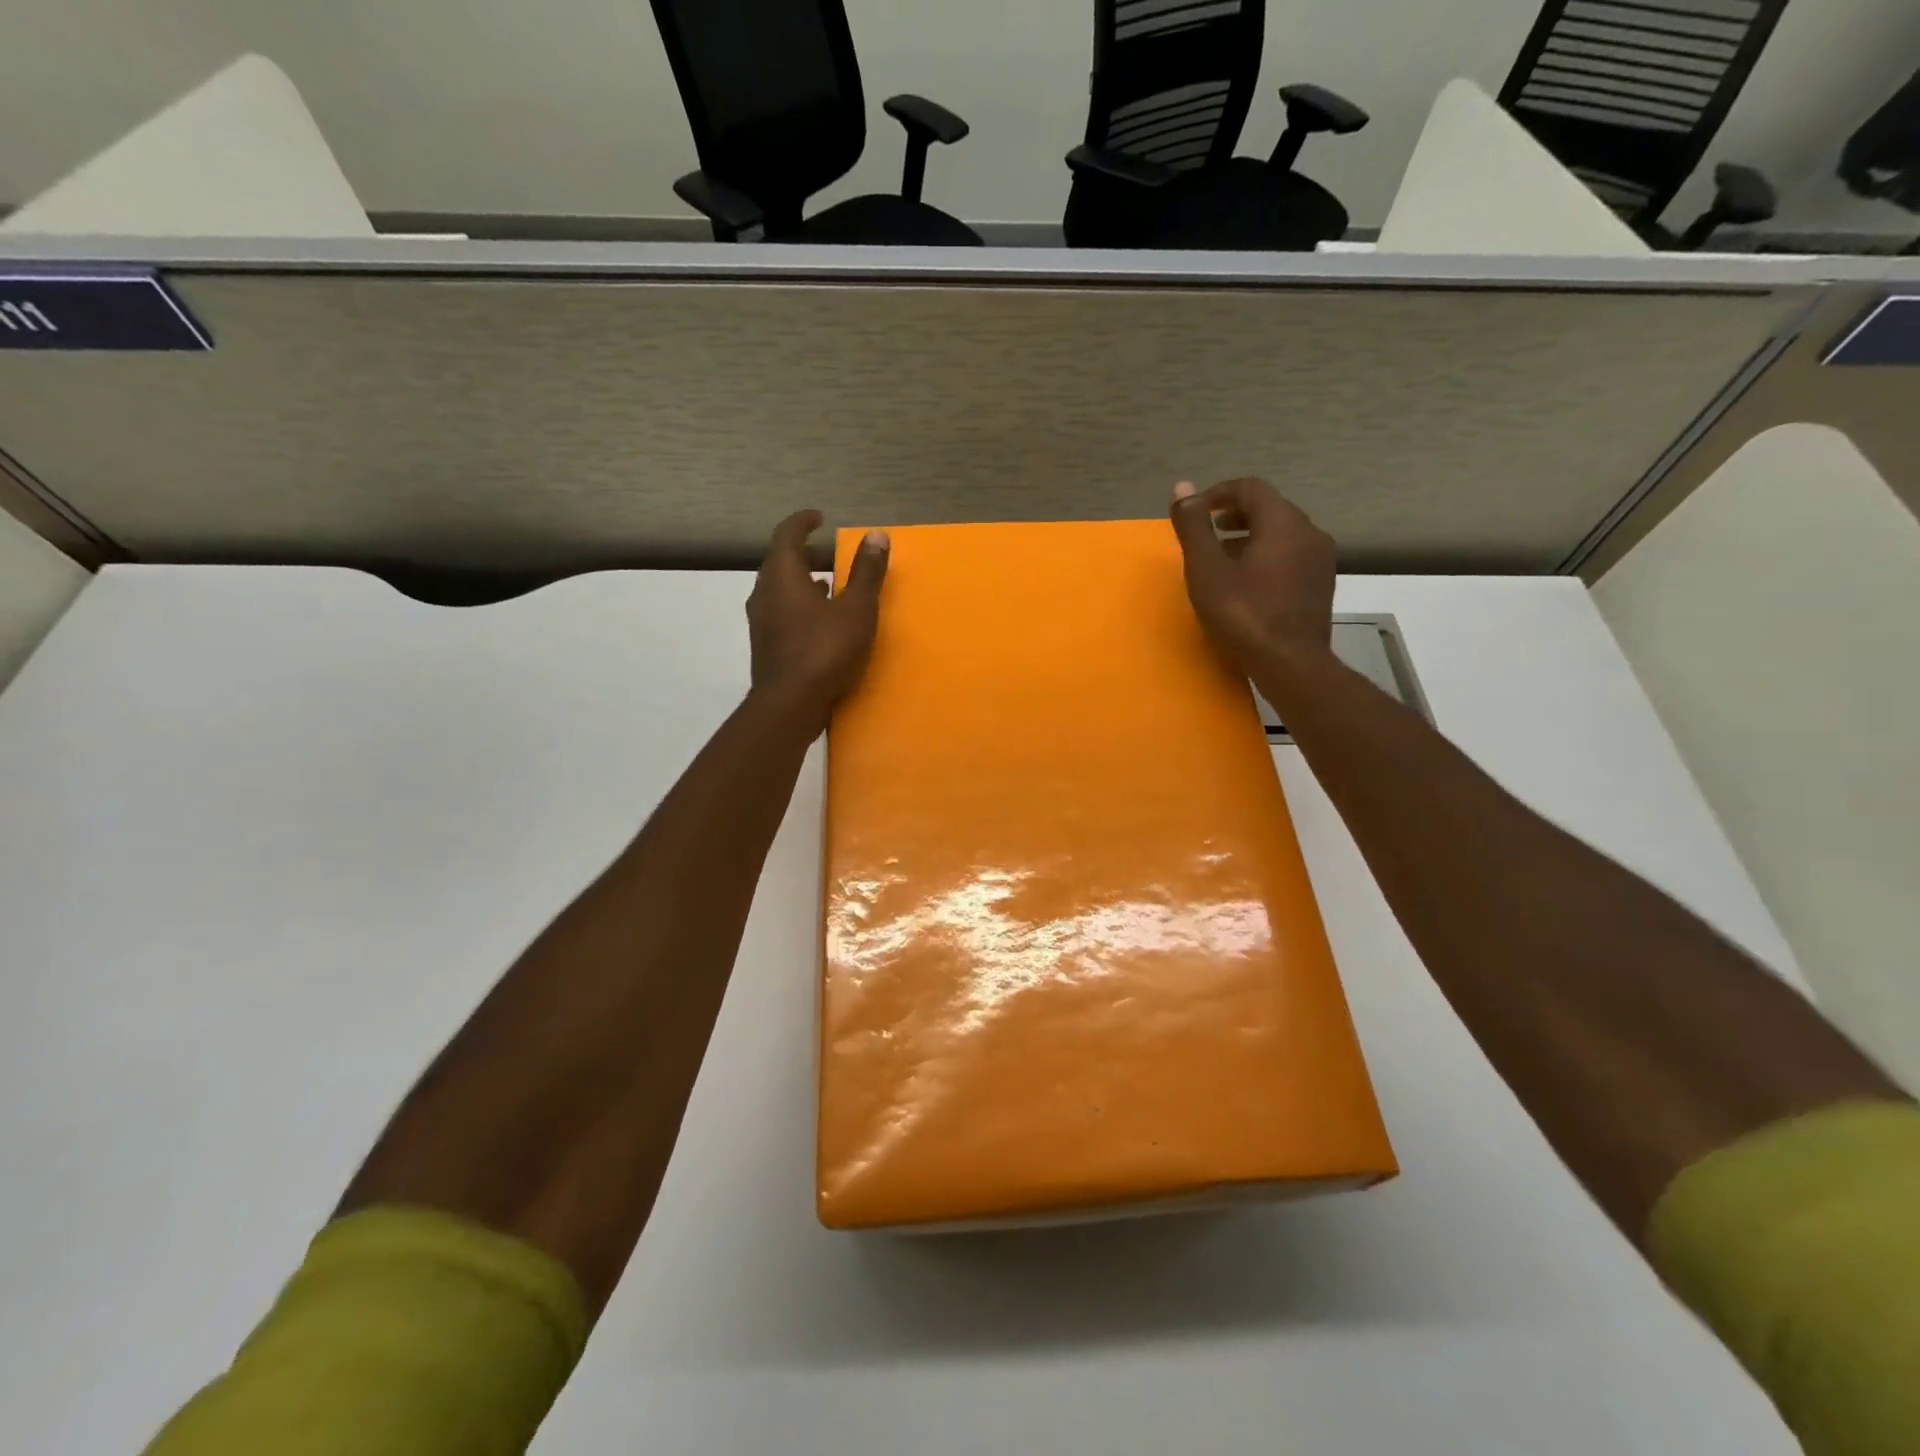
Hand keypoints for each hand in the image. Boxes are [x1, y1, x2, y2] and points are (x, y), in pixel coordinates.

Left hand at [746, 510, 889, 734]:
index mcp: (782, 575)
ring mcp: (760, 621)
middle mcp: (764, 592)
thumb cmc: (825, 650)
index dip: (804, 521)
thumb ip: (867, 572)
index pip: (787, 534)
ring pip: (780, 589)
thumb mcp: (857, 609)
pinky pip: (781, 612)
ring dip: (803, 582)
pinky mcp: (765, 645)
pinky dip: (799, 605)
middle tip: (833, 556)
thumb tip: (877, 535)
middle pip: (782, 561)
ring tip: (830, 586)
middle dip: (807, 554)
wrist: (790, 704)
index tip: (820, 518)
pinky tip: (820, 621)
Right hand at [1169, 478, 1336, 681]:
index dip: (1219, 493)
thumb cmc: (1243, 614)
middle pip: (1270, 509)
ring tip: (1221, 559)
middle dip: (1234, 516)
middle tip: (1206, 533)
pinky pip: (1290, 557)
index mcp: (1283, 522)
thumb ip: (1194, 527)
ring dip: (1250, 538)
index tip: (1195, 511)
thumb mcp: (1207, 570)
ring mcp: (1320, 561)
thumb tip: (1182, 488)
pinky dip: (1266, 557)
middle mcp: (1309, 532)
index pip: (1251, 489)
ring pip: (1282, 534)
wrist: (1291, 664)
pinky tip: (1247, 583)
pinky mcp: (1320, 586)